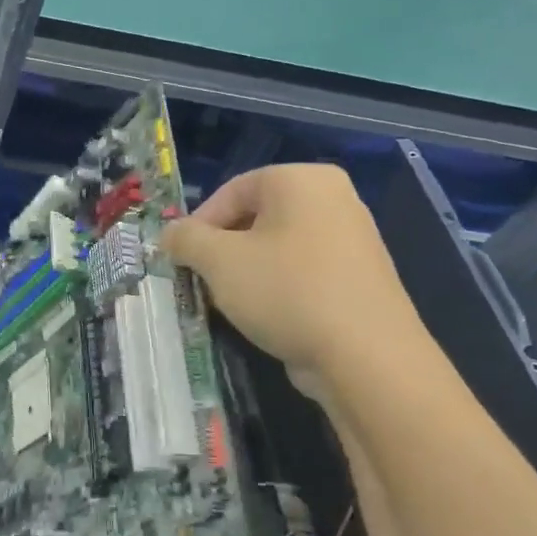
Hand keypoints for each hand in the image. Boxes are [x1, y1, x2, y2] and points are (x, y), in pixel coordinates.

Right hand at [160, 164, 423, 387]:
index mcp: (302, 180)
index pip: (232, 190)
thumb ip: (185, 239)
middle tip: (200, 281)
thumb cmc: (286, 291)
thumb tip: (170, 234)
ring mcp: (352, 239)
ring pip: (276, 247)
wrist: (365, 356)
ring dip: (244, 272)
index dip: (198, 224)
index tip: (181, 259)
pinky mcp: (358, 277)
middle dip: (221, 250)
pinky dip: (276, 288)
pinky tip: (264, 317)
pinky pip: (302, 271)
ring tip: (227, 303)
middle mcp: (334, 198)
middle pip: (255, 217)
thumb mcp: (218, 261)